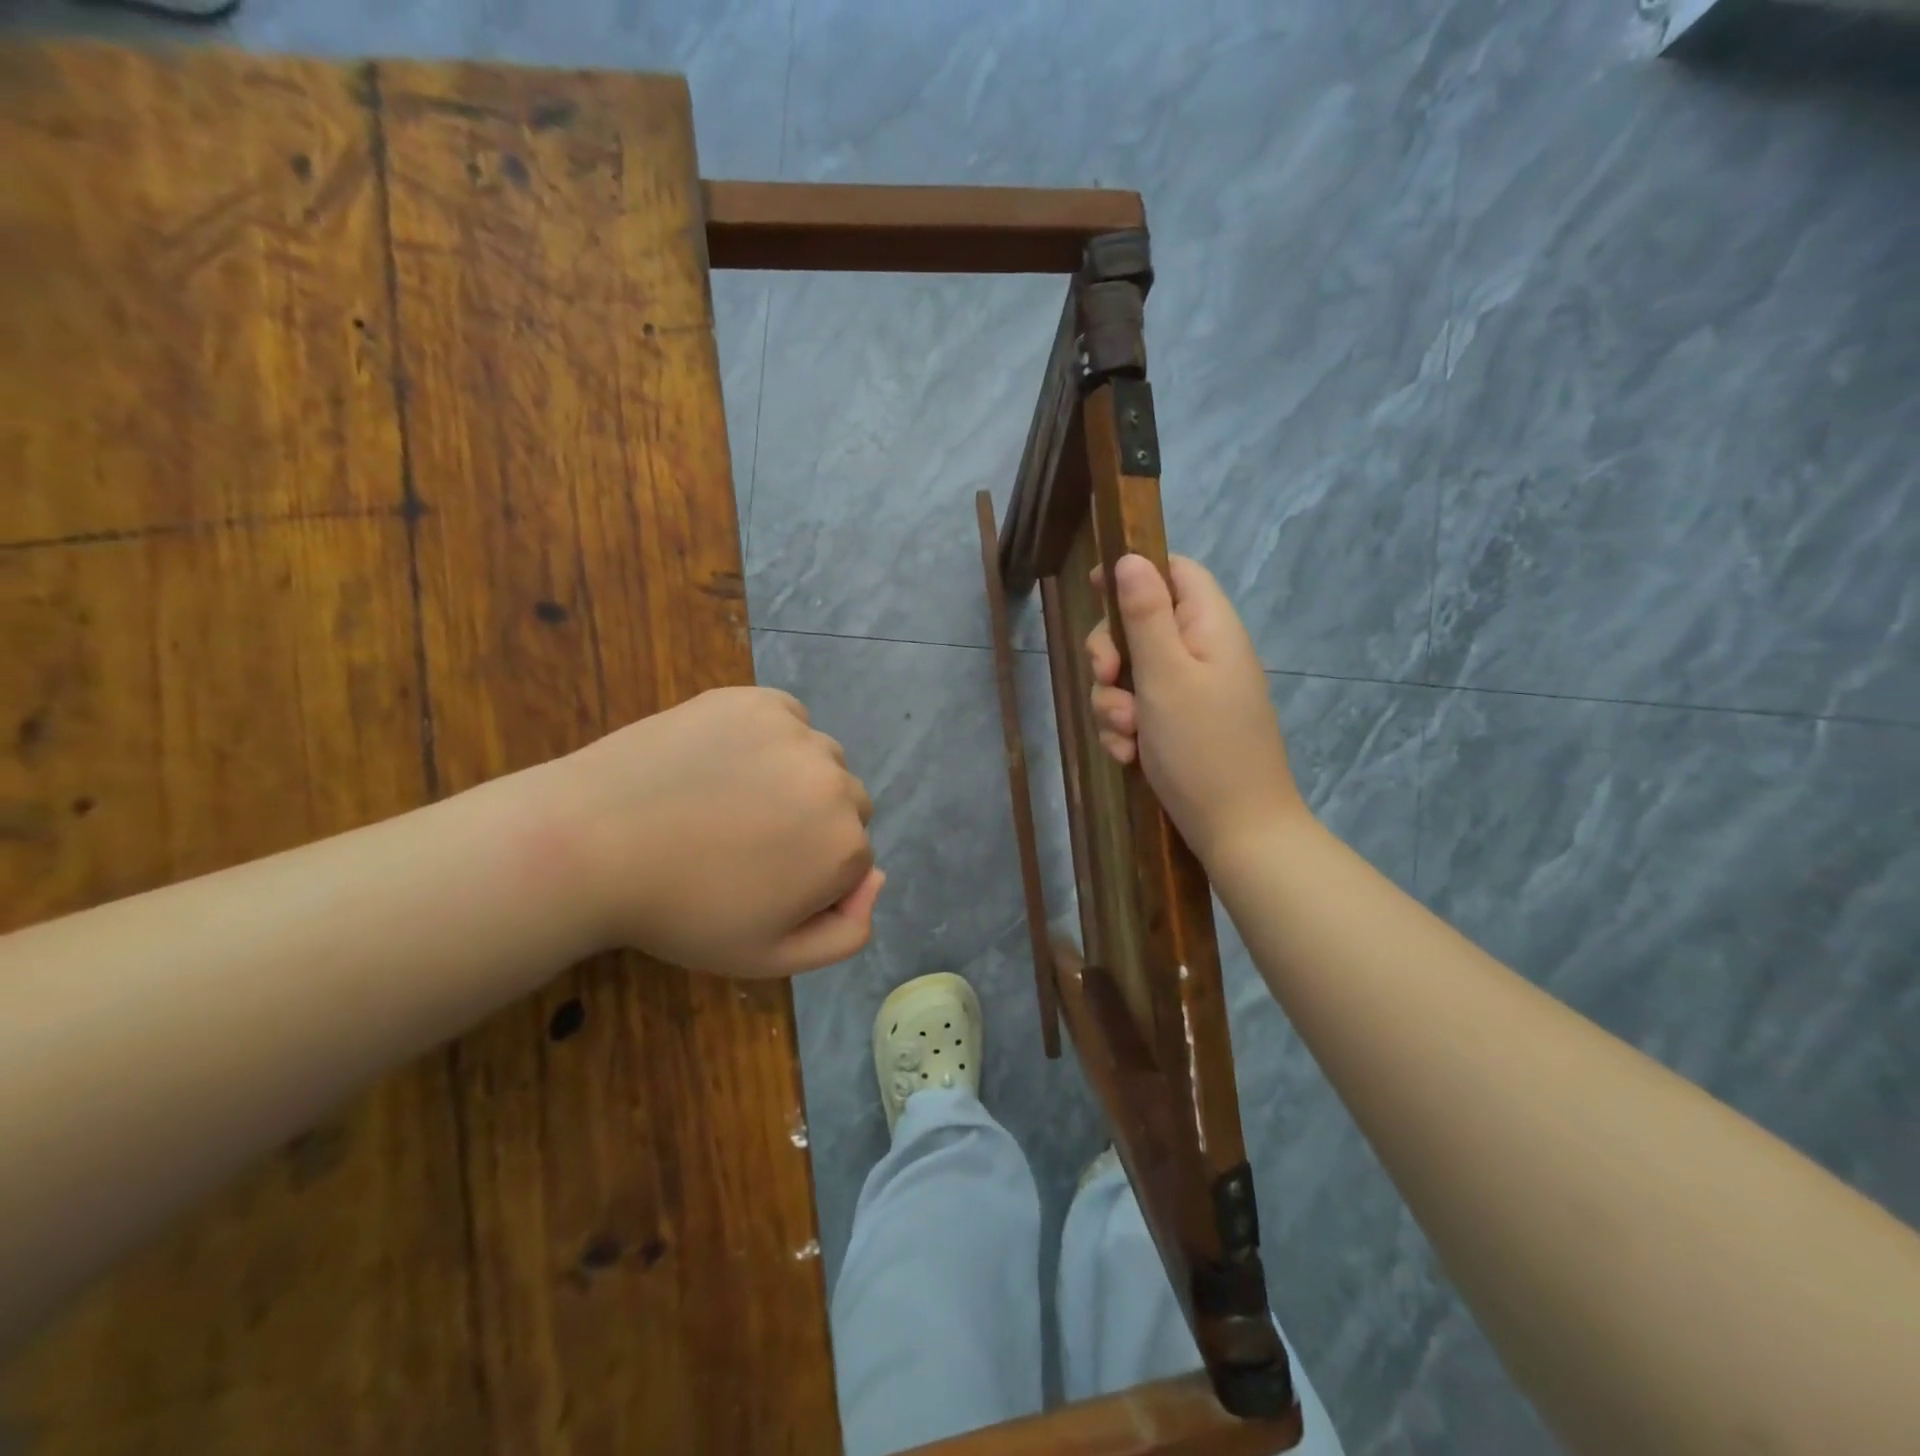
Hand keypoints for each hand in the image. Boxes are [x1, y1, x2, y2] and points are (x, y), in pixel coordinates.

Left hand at [544, 687, 882, 976]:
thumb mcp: (768, 956)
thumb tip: (878, 878)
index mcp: (844, 846)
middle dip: (811, 824)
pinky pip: (788, 720)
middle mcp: (836, 782)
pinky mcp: (758, 700)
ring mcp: (797, 734)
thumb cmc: (681, 910)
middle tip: (745, 839)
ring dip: (794, 778)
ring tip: (731, 798)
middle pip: (845, 805)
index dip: (810, 876)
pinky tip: (724, 760)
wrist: (591, 842)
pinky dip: (770, 739)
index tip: (760, 883)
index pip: (853, 860)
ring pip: (820, 760)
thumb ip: (845, 933)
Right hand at [1087, 554, 1305, 867]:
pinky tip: (1128, 756)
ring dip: (1113, 701)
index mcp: (1210, 627)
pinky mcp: (1180, 726)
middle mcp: (1203, 653)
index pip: (1175, 571)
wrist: (1237, 831)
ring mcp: (1192, 692)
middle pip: (1141, 625)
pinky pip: (1139, 711)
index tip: (1093, 590)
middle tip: (1107, 679)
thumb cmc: (1203, 747)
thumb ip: (1145, 615)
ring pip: (1131, 674)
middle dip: (1112, 654)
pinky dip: (1126, 729)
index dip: (1133, 572)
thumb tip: (1129, 558)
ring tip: (1125, 735)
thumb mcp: (1166, 675)